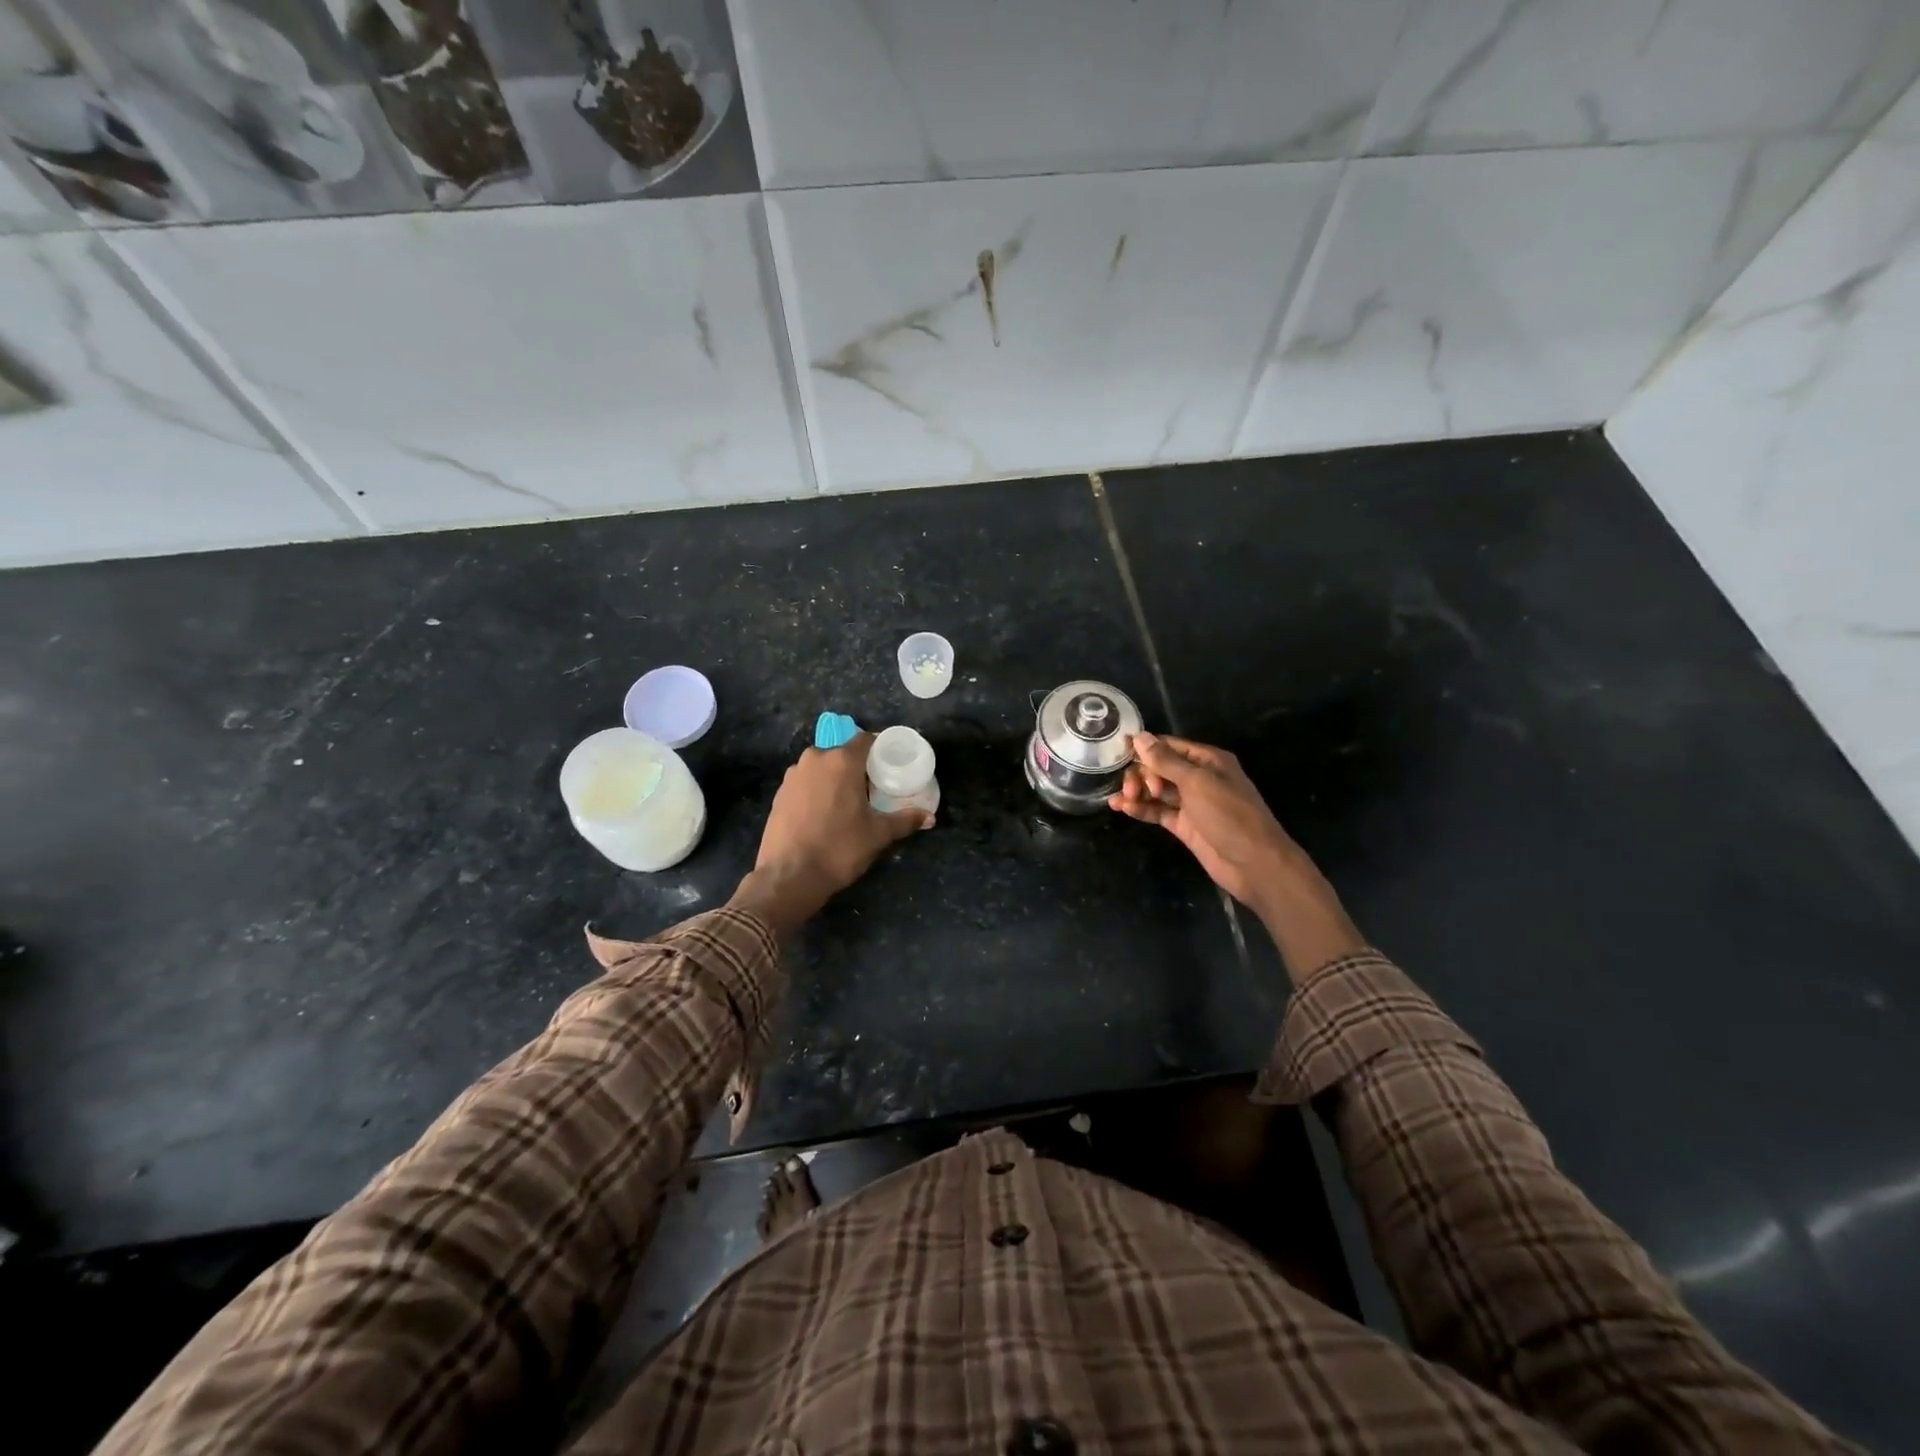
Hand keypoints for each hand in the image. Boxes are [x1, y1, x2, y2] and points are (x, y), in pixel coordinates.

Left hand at [734, 734, 931, 935]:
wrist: (789, 876)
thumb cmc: (839, 848)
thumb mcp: (878, 835)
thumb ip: (904, 820)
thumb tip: (930, 818)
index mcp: (842, 761)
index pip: (865, 739)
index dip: (879, 748)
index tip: (890, 764)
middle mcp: (815, 759)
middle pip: (842, 753)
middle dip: (857, 766)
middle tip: (872, 788)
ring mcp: (793, 775)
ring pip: (821, 767)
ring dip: (835, 778)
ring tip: (847, 801)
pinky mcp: (779, 793)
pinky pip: (805, 782)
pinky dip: (816, 790)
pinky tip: (823, 813)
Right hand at [1111, 733, 1363, 981]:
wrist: (1254, 864)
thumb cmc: (1230, 815)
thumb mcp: (1197, 783)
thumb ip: (1165, 761)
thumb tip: (1139, 736)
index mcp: (1208, 760)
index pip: (1169, 746)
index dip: (1144, 747)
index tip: (1118, 752)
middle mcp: (1199, 778)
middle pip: (1160, 767)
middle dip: (1141, 774)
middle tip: (1132, 789)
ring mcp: (1191, 803)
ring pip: (1156, 790)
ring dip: (1137, 791)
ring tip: (1121, 800)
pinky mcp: (1184, 825)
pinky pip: (1158, 811)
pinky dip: (1141, 809)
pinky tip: (1122, 809)